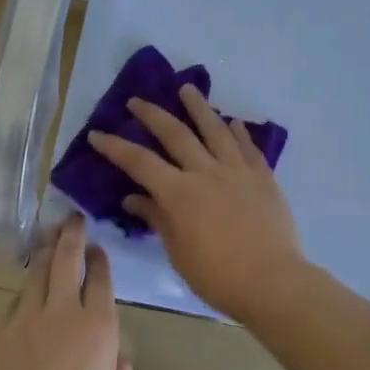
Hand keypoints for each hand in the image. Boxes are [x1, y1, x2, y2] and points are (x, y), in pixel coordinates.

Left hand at [0, 214, 132, 369]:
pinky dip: (27, 289)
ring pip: (37, 272)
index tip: (99, 248)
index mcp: (98, 327)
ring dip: (46, 252)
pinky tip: (29, 292)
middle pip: (66, 260)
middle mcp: (63, 312)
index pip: (100, 278)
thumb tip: (116, 354)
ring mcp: (27, 318)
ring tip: (50, 238)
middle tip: (73, 219)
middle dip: (72, 235)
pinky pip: (17, 300)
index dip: (100, 259)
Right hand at [87, 85, 308, 318]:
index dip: (115, 147)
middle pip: (175, 134)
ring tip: (187, 88)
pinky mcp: (264, 178)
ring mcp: (238, 171)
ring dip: (199, 107)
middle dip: (152, 115)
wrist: (272, 281)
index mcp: (179, 193)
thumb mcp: (178, 252)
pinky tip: (234, 122)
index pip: (139, 162)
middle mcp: (206, 172)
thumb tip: (133, 198)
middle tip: (137, 101)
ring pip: (215, 130)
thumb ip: (157, 218)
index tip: (97, 133)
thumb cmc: (217, 275)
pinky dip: (239, 132)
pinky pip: (249, 147)